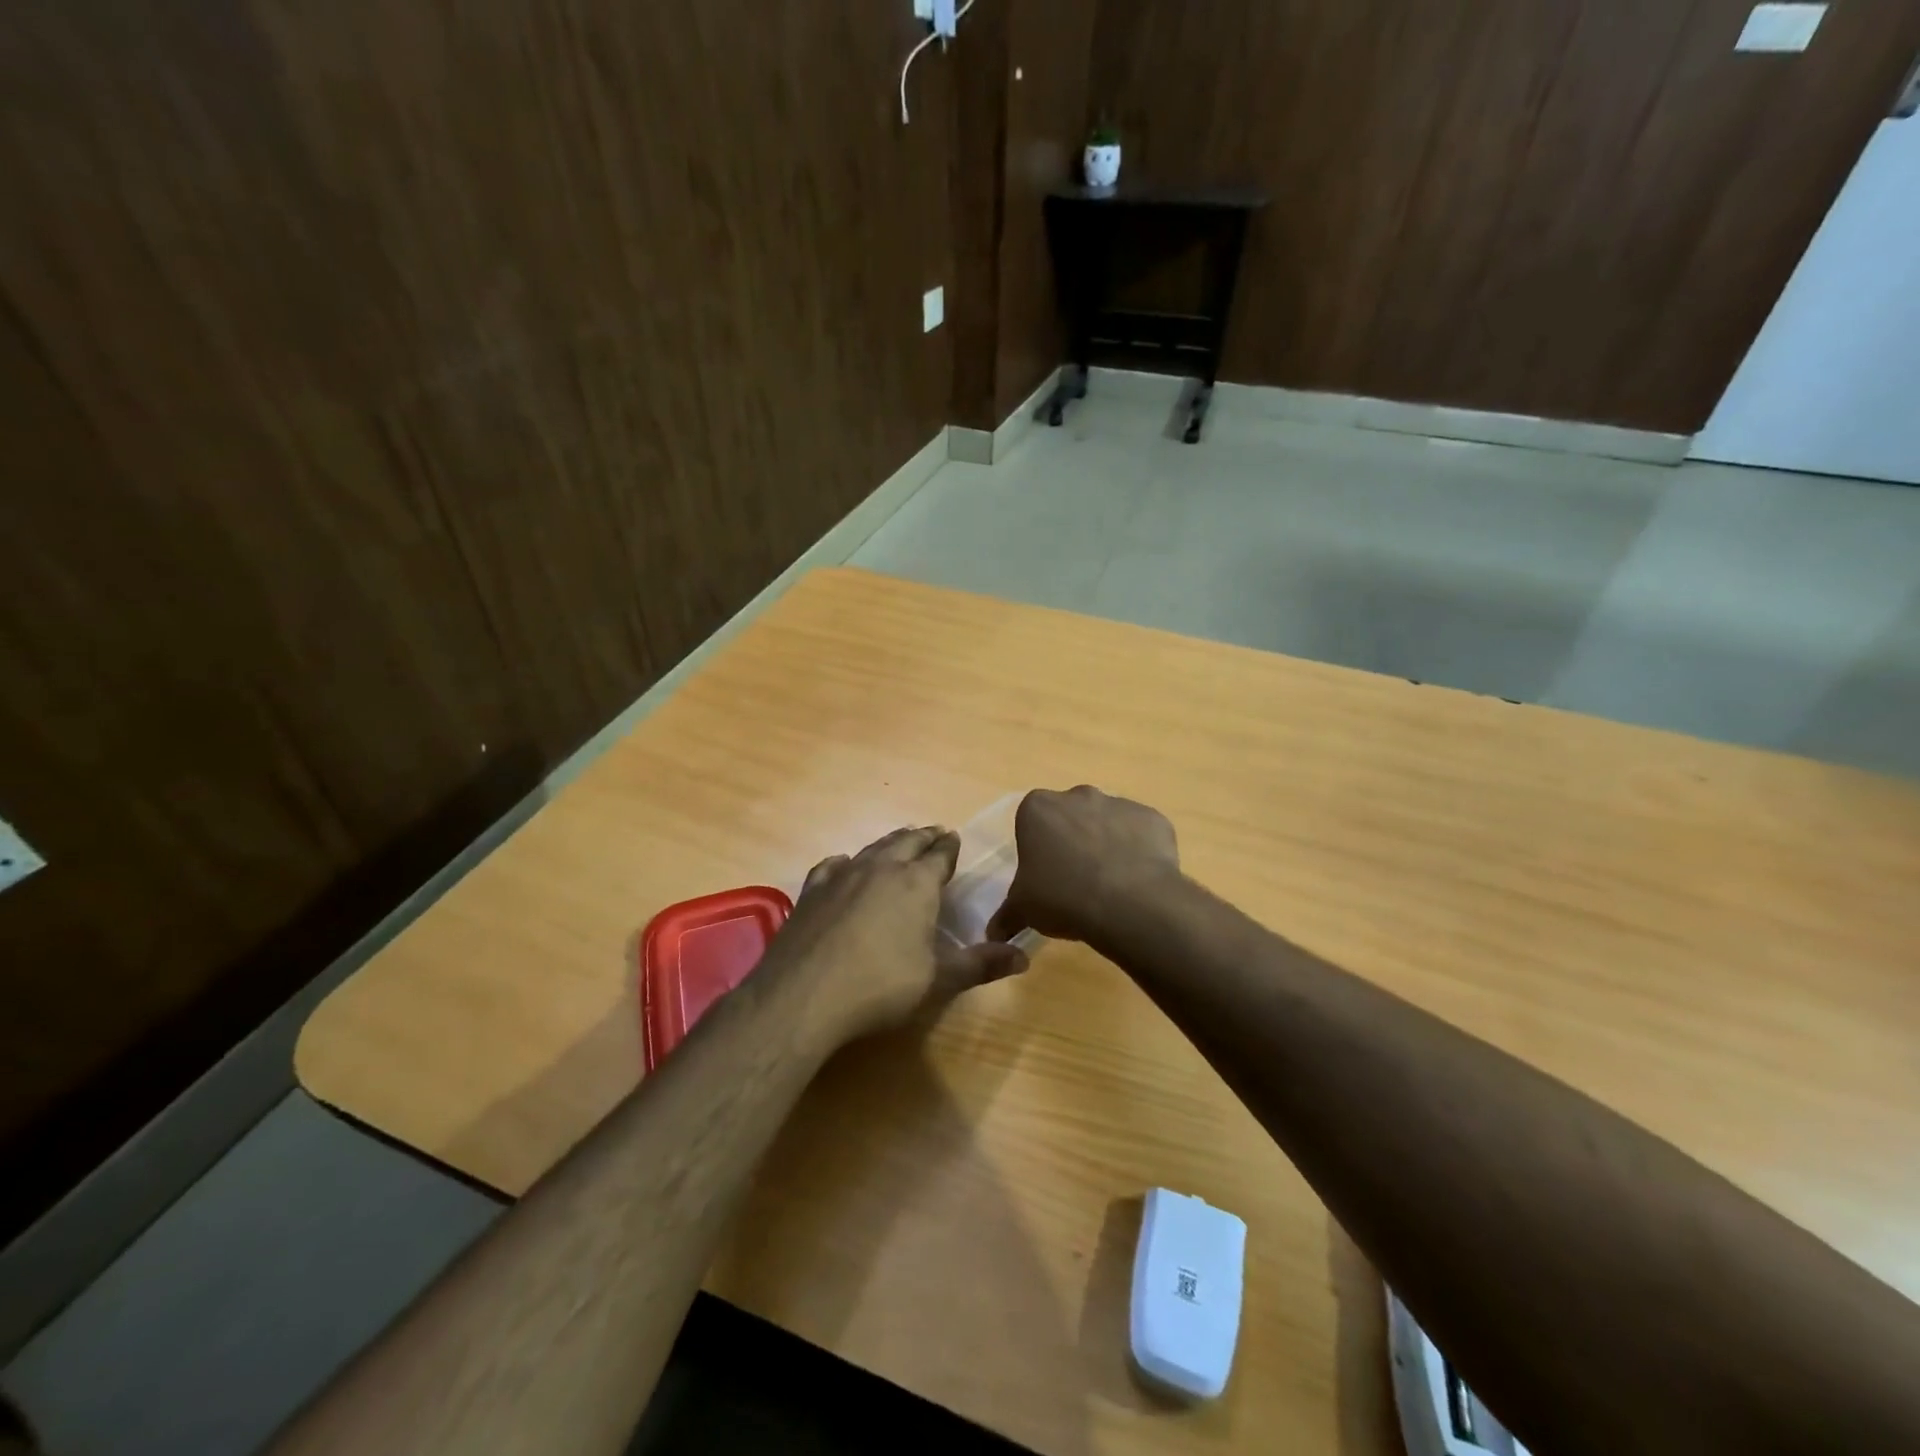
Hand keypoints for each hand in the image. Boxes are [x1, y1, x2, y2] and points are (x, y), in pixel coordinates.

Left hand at [771, 826, 1028, 1048]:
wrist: (804, 995)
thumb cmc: (881, 987)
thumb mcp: (938, 980)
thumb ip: (980, 965)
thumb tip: (1024, 956)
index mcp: (916, 884)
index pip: (940, 856)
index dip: (950, 847)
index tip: (955, 837)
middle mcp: (881, 869)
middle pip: (907, 842)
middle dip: (924, 837)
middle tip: (934, 832)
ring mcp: (842, 876)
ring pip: (873, 848)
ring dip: (891, 842)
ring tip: (900, 840)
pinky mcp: (812, 891)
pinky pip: (833, 865)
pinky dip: (846, 861)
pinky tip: (844, 864)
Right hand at [987, 787, 1180, 944]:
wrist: (1130, 904)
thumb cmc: (1063, 898)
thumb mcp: (1023, 910)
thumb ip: (1006, 916)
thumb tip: (993, 933)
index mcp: (1038, 808)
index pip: (1031, 822)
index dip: (1038, 849)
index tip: (1045, 875)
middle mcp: (1078, 795)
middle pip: (1070, 817)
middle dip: (1072, 841)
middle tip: (1076, 881)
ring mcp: (1119, 803)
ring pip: (1107, 822)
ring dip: (1106, 844)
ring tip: (1110, 885)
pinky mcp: (1153, 818)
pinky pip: (1141, 833)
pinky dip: (1138, 851)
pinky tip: (1137, 881)